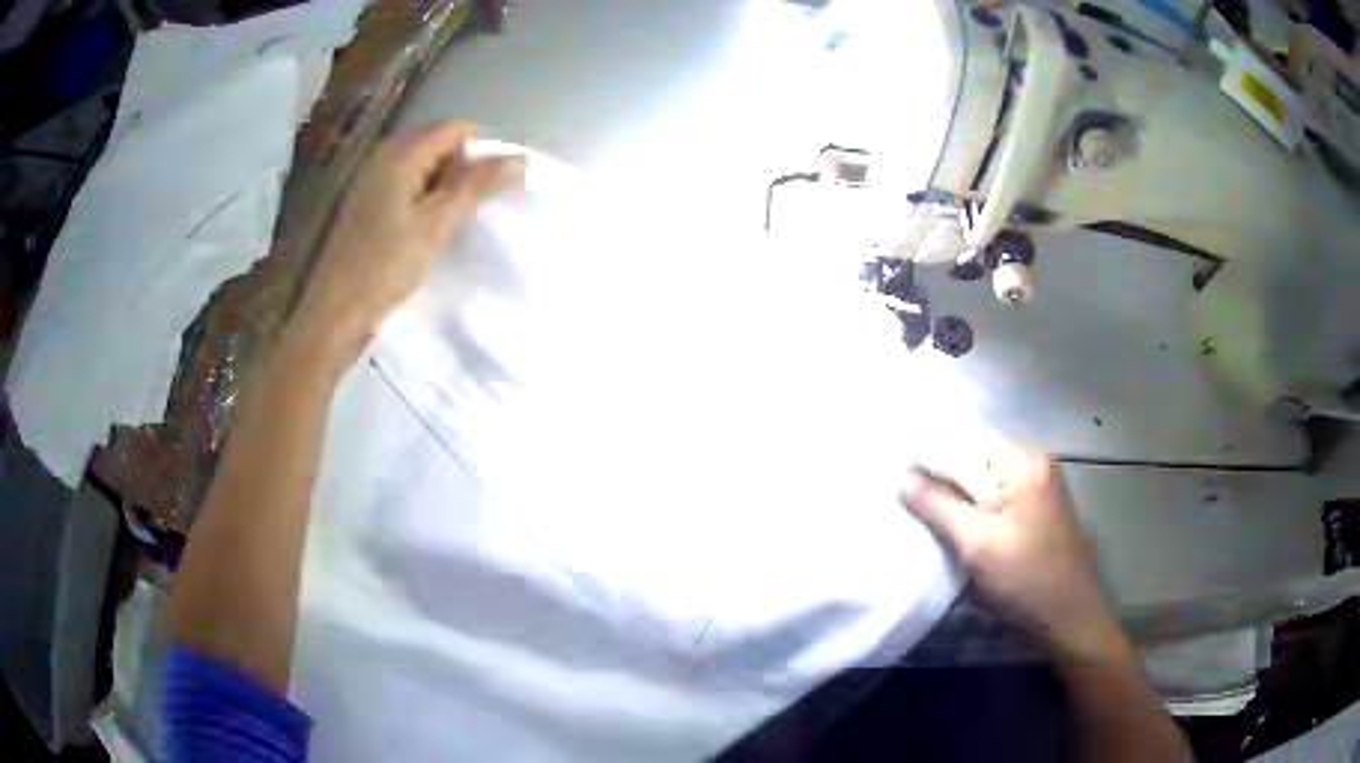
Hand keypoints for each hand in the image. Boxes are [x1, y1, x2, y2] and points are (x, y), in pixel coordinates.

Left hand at [292, 122, 523, 358]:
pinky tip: (432, 225)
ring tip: (460, 216)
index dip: (484, 149)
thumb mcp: (437, 225)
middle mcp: (383, 157)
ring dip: (446, 183)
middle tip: (483, 201)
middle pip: (437, 142)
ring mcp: (371, 179)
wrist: (335, 313)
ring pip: (422, 164)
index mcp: (399, 154)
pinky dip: (426, 195)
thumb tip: (519, 158)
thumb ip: (477, 186)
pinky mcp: (366, 202)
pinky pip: (406, 183)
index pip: (455, 129)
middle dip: (465, 165)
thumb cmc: (385, 267)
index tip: (500, 183)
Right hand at [899, 441, 1121, 657]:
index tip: (901, 477)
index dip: (934, 456)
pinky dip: (978, 510)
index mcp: (1025, 463)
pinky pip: (1001, 499)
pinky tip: (960, 529)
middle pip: (979, 459)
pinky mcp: (1041, 513)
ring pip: (989, 482)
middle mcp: (1036, 465)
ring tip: (928, 515)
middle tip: (910, 499)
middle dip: (946, 478)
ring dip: (961, 497)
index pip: (968, 440)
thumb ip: (939, 507)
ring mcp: (1042, 489)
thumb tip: (902, 477)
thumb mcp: (977, 544)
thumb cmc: (1025, 579)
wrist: (1070, 619)